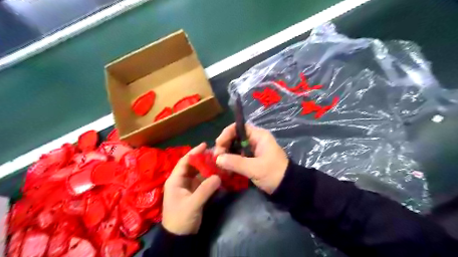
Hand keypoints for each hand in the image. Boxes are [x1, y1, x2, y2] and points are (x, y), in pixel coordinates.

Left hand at [163, 142, 220, 234]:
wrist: (180, 237)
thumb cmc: (181, 219)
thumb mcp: (192, 204)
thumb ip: (205, 190)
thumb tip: (219, 176)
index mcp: (175, 180)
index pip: (184, 162)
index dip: (194, 152)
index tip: (205, 145)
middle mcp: (181, 181)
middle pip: (192, 166)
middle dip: (203, 159)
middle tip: (216, 153)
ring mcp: (188, 187)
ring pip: (198, 173)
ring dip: (208, 168)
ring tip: (219, 161)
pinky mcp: (195, 193)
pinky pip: (203, 181)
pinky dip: (210, 177)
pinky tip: (218, 174)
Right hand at [214, 123, 284, 192]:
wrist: (288, 188)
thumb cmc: (274, 174)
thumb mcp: (255, 168)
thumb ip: (236, 162)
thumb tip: (217, 159)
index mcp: (259, 136)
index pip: (239, 127)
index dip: (227, 133)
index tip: (218, 144)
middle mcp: (255, 140)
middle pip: (235, 137)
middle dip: (224, 146)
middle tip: (216, 157)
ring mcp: (253, 150)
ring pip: (235, 148)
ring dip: (226, 155)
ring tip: (219, 164)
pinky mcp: (251, 160)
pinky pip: (238, 157)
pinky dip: (231, 161)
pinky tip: (225, 169)